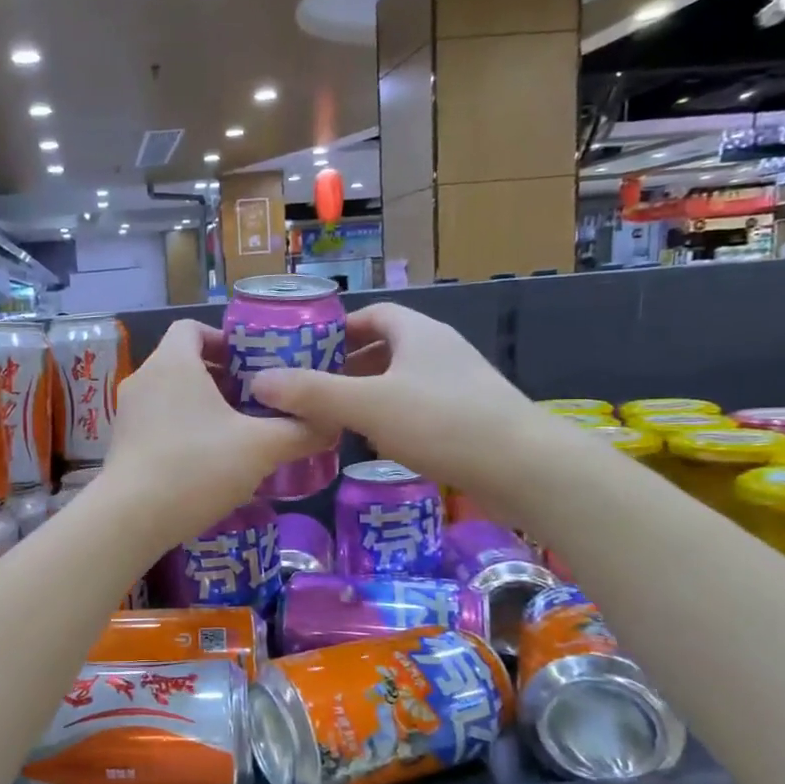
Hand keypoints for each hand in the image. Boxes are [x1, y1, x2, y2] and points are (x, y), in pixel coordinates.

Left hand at [99, 320, 333, 548]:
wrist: (131, 518)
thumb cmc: (197, 466)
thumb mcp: (261, 448)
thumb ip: (300, 431)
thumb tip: (330, 423)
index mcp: (172, 363)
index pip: (192, 327)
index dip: (224, 339)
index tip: (253, 364)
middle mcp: (144, 379)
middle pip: (185, 362)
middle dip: (222, 377)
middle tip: (257, 401)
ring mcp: (128, 413)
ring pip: (171, 394)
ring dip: (204, 406)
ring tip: (238, 432)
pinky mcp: (122, 443)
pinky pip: (158, 421)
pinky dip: (184, 429)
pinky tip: (208, 460)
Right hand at [248, 302, 545, 496]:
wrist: (525, 468)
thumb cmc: (443, 422)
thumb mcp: (367, 405)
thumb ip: (312, 393)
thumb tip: (258, 381)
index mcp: (418, 333)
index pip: (372, 315)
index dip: (338, 329)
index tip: (305, 352)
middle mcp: (439, 350)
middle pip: (384, 348)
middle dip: (346, 366)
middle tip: (310, 389)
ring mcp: (458, 385)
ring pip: (401, 380)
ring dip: (367, 394)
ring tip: (333, 417)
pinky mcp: (469, 418)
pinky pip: (418, 407)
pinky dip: (391, 417)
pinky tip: (375, 443)